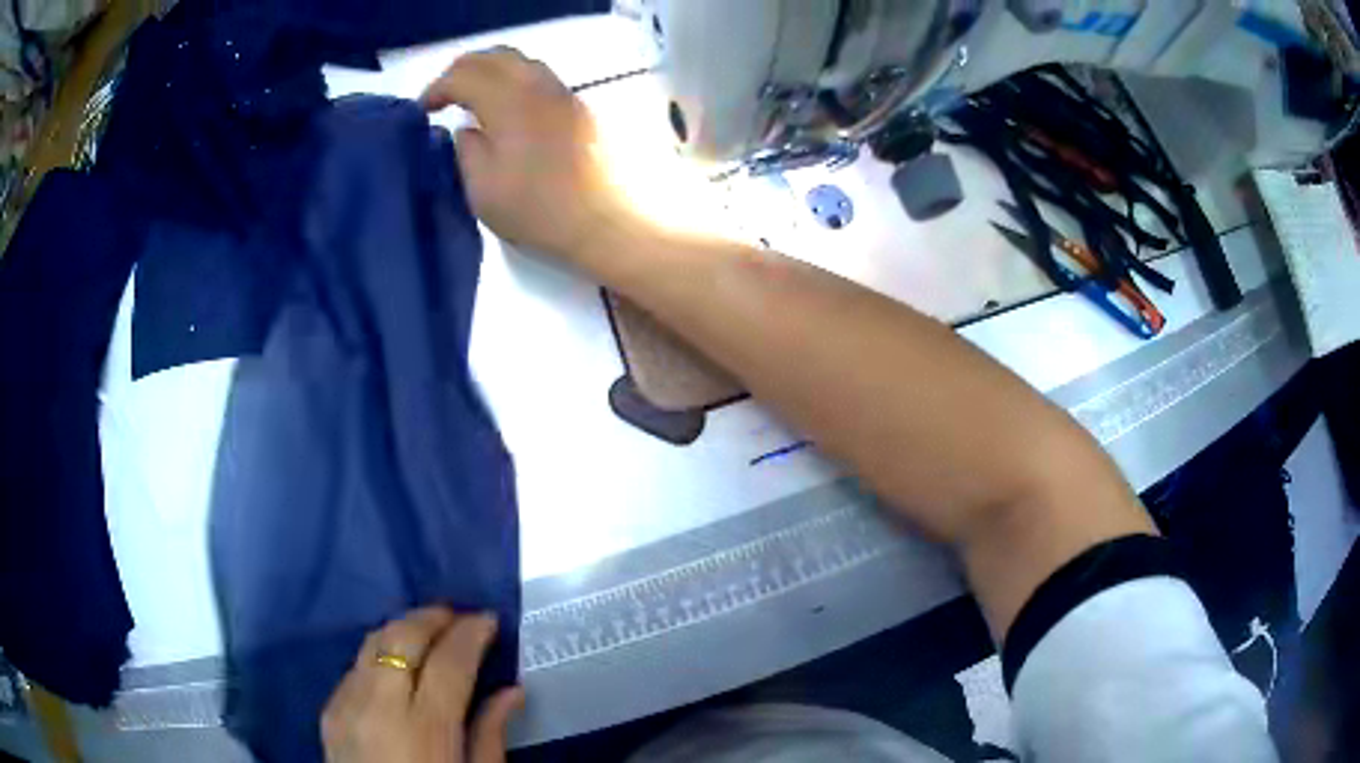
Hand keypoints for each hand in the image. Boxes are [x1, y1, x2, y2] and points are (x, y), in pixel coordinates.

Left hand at [322, 608, 523, 762]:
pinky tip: (396, 668)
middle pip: (402, 638)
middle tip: (459, 616)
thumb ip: (492, 734)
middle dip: (433, 617)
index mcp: (425, 729)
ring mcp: (347, 705)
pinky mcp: (329, 711)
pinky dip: (380, 654)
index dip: (470, 633)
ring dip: (403, 629)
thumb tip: (513, 690)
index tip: (489, 619)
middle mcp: (379, 706)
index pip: (449, 662)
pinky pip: (355, 667)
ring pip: (372, 642)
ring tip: (430, 632)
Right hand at [420, 48, 641, 265]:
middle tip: (444, 95)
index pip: (465, 75)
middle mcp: (539, 86)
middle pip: (495, 57)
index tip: (423, 110)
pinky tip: (508, 108)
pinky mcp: (580, 108)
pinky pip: (541, 78)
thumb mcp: (483, 190)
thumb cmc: (538, 211)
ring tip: (473, 97)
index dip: (437, 88)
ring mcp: (564, 94)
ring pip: (522, 62)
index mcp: (509, 101)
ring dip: (491, 71)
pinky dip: (515, 81)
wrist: (606, 222)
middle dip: (462, 70)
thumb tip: (466, 129)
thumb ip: (466, 150)